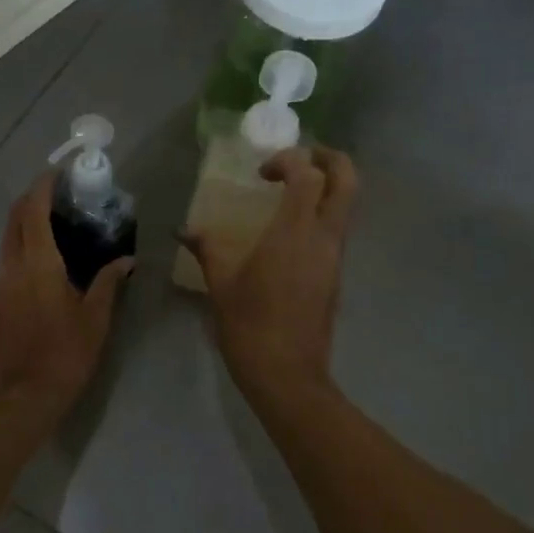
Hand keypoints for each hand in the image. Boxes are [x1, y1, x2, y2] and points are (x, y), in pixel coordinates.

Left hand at [0, 175, 133, 417]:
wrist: (23, 396)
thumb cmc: (65, 354)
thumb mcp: (96, 318)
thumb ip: (108, 282)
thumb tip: (125, 259)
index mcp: (38, 263)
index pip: (33, 210)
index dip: (43, 186)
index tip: (59, 172)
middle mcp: (12, 265)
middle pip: (14, 218)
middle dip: (32, 198)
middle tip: (59, 194)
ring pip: (8, 239)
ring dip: (26, 222)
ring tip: (57, 223)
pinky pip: (8, 259)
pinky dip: (24, 245)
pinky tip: (46, 258)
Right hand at [182, 146, 355, 401]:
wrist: (287, 374)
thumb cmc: (250, 326)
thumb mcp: (221, 284)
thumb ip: (208, 249)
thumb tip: (186, 232)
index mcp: (295, 231)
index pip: (308, 174)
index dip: (289, 160)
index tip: (262, 172)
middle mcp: (324, 237)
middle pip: (347, 179)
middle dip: (328, 158)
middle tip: (298, 160)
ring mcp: (335, 257)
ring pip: (346, 205)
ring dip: (326, 187)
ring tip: (291, 194)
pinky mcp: (336, 276)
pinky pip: (337, 230)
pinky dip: (321, 215)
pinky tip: (290, 232)